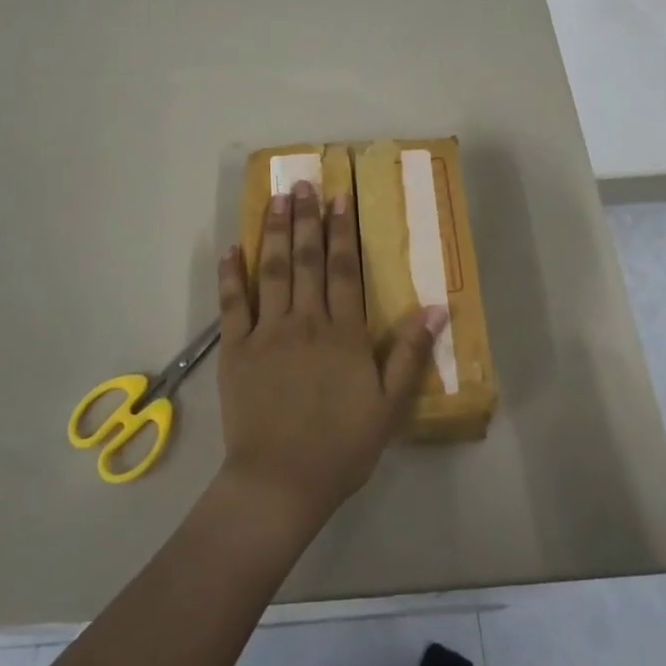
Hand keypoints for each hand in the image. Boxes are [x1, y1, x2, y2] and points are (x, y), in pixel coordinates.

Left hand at [214, 181, 441, 532]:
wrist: (280, 482)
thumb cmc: (341, 446)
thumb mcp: (389, 406)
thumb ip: (411, 354)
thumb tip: (435, 307)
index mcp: (342, 333)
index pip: (344, 269)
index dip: (342, 230)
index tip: (339, 197)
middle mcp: (304, 321)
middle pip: (306, 259)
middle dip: (305, 218)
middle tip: (302, 183)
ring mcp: (266, 332)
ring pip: (270, 271)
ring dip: (273, 232)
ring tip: (275, 198)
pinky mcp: (235, 350)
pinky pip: (232, 304)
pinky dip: (231, 275)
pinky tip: (231, 248)